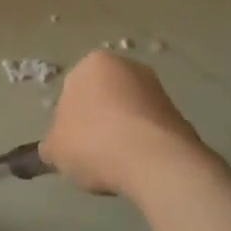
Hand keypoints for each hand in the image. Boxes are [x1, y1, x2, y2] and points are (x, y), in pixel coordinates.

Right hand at [40, 50, 204, 195]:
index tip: (71, 144)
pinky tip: (136, 167)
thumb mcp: (55, 149)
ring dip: (120, 135)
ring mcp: (157, 89)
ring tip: (115, 164)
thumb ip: (52, 145)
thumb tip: (54, 149)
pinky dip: (142, 145)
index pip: (71, 91)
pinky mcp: (179, 114)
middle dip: (97, 123)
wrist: (155, 162)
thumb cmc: (93, 142)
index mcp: (92, 63)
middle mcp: (127, 67)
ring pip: (127, 114)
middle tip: (90, 153)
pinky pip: (149, 130)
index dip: (68, 121)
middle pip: (102, 99)